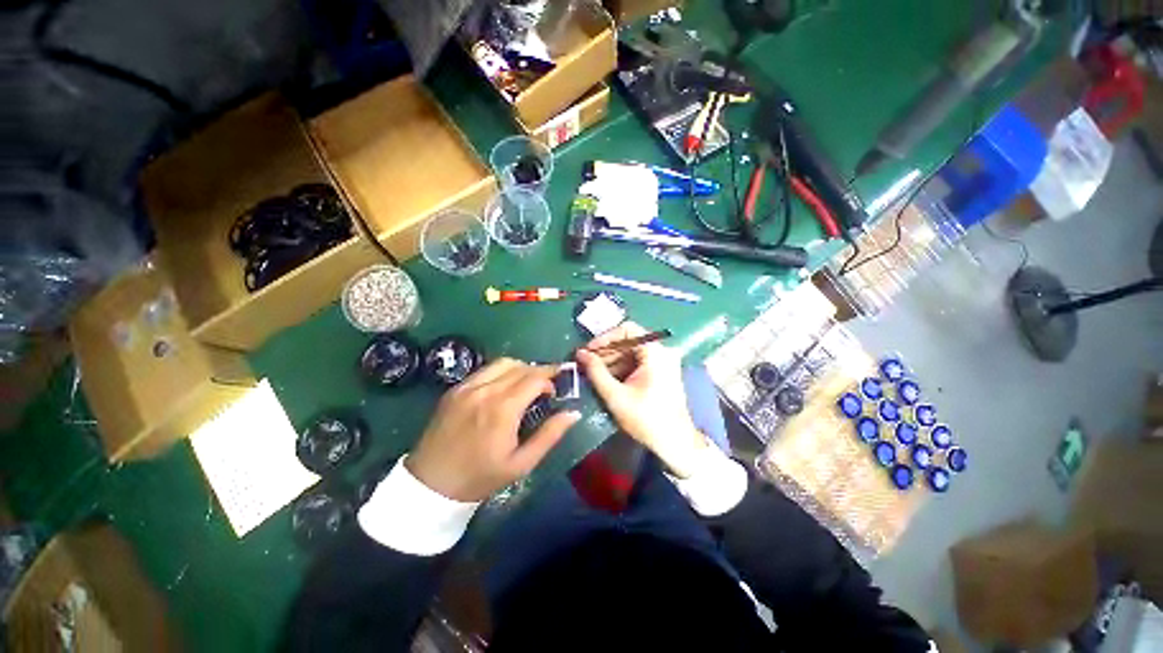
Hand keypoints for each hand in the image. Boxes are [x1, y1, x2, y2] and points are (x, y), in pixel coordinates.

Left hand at [406, 358, 579, 501]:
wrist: (431, 485)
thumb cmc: (480, 477)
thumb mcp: (522, 463)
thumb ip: (550, 435)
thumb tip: (573, 413)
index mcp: (503, 409)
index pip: (535, 378)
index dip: (550, 379)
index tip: (555, 392)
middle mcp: (485, 390)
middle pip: (521, 367)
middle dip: (539, 371)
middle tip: (546, 386)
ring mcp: (467, 387)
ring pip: (502, 363)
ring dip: (521, 368)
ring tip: (526, 384)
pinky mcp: (455, 389)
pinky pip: (484, 370)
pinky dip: (500, 372)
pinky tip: (503, 388)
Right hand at [576, 322, 709, 477]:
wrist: (675, 443)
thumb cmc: (646, 419)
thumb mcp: (615, 395)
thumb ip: (596, 371)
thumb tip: (580, 353)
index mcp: (655, 352)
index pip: (627, 329)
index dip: (604, 338)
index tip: (588, 351)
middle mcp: (662, 351)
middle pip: (629, 341)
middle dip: (605, 351)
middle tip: (585, 362)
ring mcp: (663, 362)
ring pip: (632, 352)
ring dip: (611, 360)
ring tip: (591, 372)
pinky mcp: (662, 372)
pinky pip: (638, 362)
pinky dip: (622, 368)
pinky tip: (606, 378)